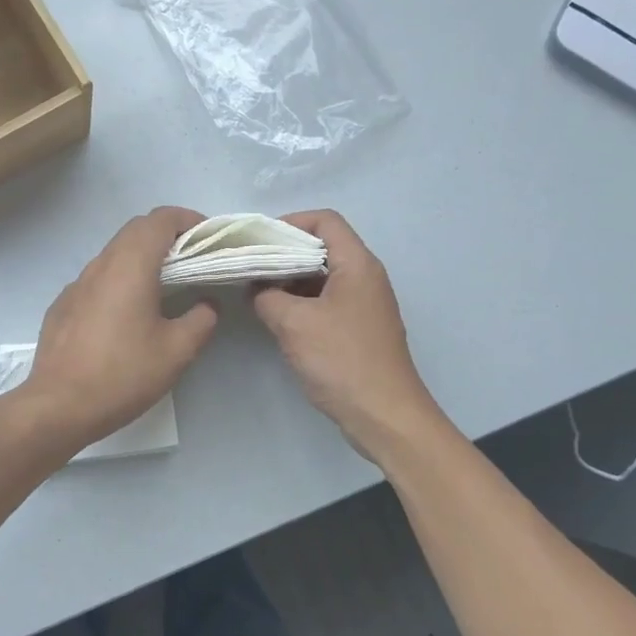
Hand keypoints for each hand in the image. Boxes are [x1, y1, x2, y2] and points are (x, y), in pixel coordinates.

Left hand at [16, 207, 219, 453]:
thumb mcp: (177, 352)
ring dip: (142, 259)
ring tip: (164, 287)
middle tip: (193, 261)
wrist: (58, 406)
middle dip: (167, 236)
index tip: (208, 239)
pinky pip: (97, 280)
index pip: (159, 219)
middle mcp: (100, 265)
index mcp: (130, 266)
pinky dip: (119, 281)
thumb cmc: (122, 374)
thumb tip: (206, 304)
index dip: (188, 220)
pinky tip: (126, 316)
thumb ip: (201, 320)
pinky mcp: (62, 306)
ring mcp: (76, 285)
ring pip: (114, 254)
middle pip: (135, 231)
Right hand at [251, 210, 444, 462]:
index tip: (258, 241)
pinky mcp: (360, 329)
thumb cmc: (342, 360)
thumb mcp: (294, 324)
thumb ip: (267, 297)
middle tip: (250, 265)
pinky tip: (277, 318)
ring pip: (323, 277)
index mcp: (357, 264)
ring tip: (257, 292)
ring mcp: (365, 304)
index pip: (325, 221)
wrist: (385, 415)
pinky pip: (327, 302)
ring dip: (290, 280)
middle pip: (323, 247)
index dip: (290, 222)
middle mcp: (366, 277)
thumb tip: (256, 288)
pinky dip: (302, 302)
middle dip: (285, 253)